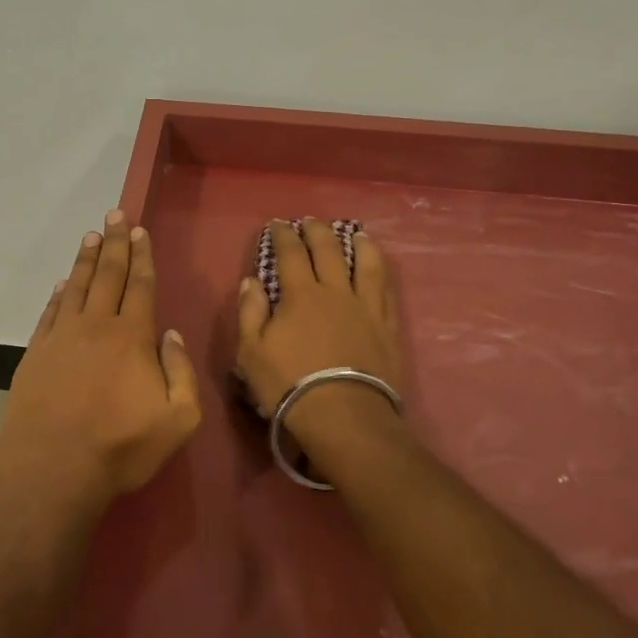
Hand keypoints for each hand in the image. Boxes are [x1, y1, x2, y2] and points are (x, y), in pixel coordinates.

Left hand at [0, 209, 200, 505]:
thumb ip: (181, 372)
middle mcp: (95, 327)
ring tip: (91, 236)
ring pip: (76, 287)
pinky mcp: (35, 354)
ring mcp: (61, 338)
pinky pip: (50, 312)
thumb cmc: (121, 449)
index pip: (140, 285)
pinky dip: (58, 293)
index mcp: (132, 338)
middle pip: (108, 275)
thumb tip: (170, 334)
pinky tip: (62, 283)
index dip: (141, 256)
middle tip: (114, 214)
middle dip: (114, 243)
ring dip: (86, 259)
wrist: (53, 473)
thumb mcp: (177, 420)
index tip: (138, 230)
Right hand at [235, 218, 401, 443]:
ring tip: (355, 233)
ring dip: (358, 244)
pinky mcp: (386, 326)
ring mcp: (365, 307)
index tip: (278, 224)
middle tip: (311, 222)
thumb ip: (251, 312)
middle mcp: (335, 292)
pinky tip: (379, 268)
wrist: (344, 415)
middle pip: (328, 251)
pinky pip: (386, 290)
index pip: (290, 254)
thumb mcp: (252, 352)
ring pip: (365, 264)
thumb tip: (251, 280)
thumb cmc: (290, 384)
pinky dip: (381, 272)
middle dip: (317, 232)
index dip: (283, 236)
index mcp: (300, 295)